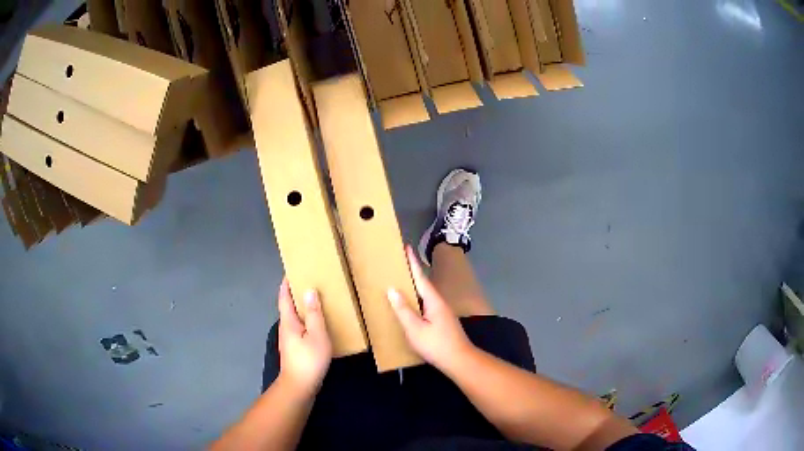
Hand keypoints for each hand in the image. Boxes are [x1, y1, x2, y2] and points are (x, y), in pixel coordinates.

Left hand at [277, 278, 331, 397]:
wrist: (299, 386)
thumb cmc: (308, 360)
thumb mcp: (316, 336)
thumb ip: (314, 314)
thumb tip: (309, 291)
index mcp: (288, 322)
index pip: (284, 297)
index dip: (286, 284)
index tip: (291, 271)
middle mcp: (285, 328)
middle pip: (287, 307)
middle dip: (294, 293)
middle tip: (307, 281)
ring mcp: (289, 340)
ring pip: (293, 318)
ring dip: (300, 307)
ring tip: (314, 300)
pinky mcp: (294, 349)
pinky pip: (299, 328)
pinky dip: (305, 320)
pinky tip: (316, 324)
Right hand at [387, 246, 474, 371]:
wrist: (459, 361)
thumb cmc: (436, 345)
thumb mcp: (415, 328)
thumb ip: (403, 309)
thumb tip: (392, 289)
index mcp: (433, 301)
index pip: (420, 277)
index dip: (412, 263)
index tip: (406, 247)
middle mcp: (439, 303)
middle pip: (423, 284)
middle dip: (412, 273)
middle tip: (398, 263)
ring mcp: (442, 313)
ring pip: (425, 296)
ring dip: (414, 287)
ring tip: (400, 282)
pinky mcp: (441, 322)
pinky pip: (426, 305)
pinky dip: (416, 300)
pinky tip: (410, 306)